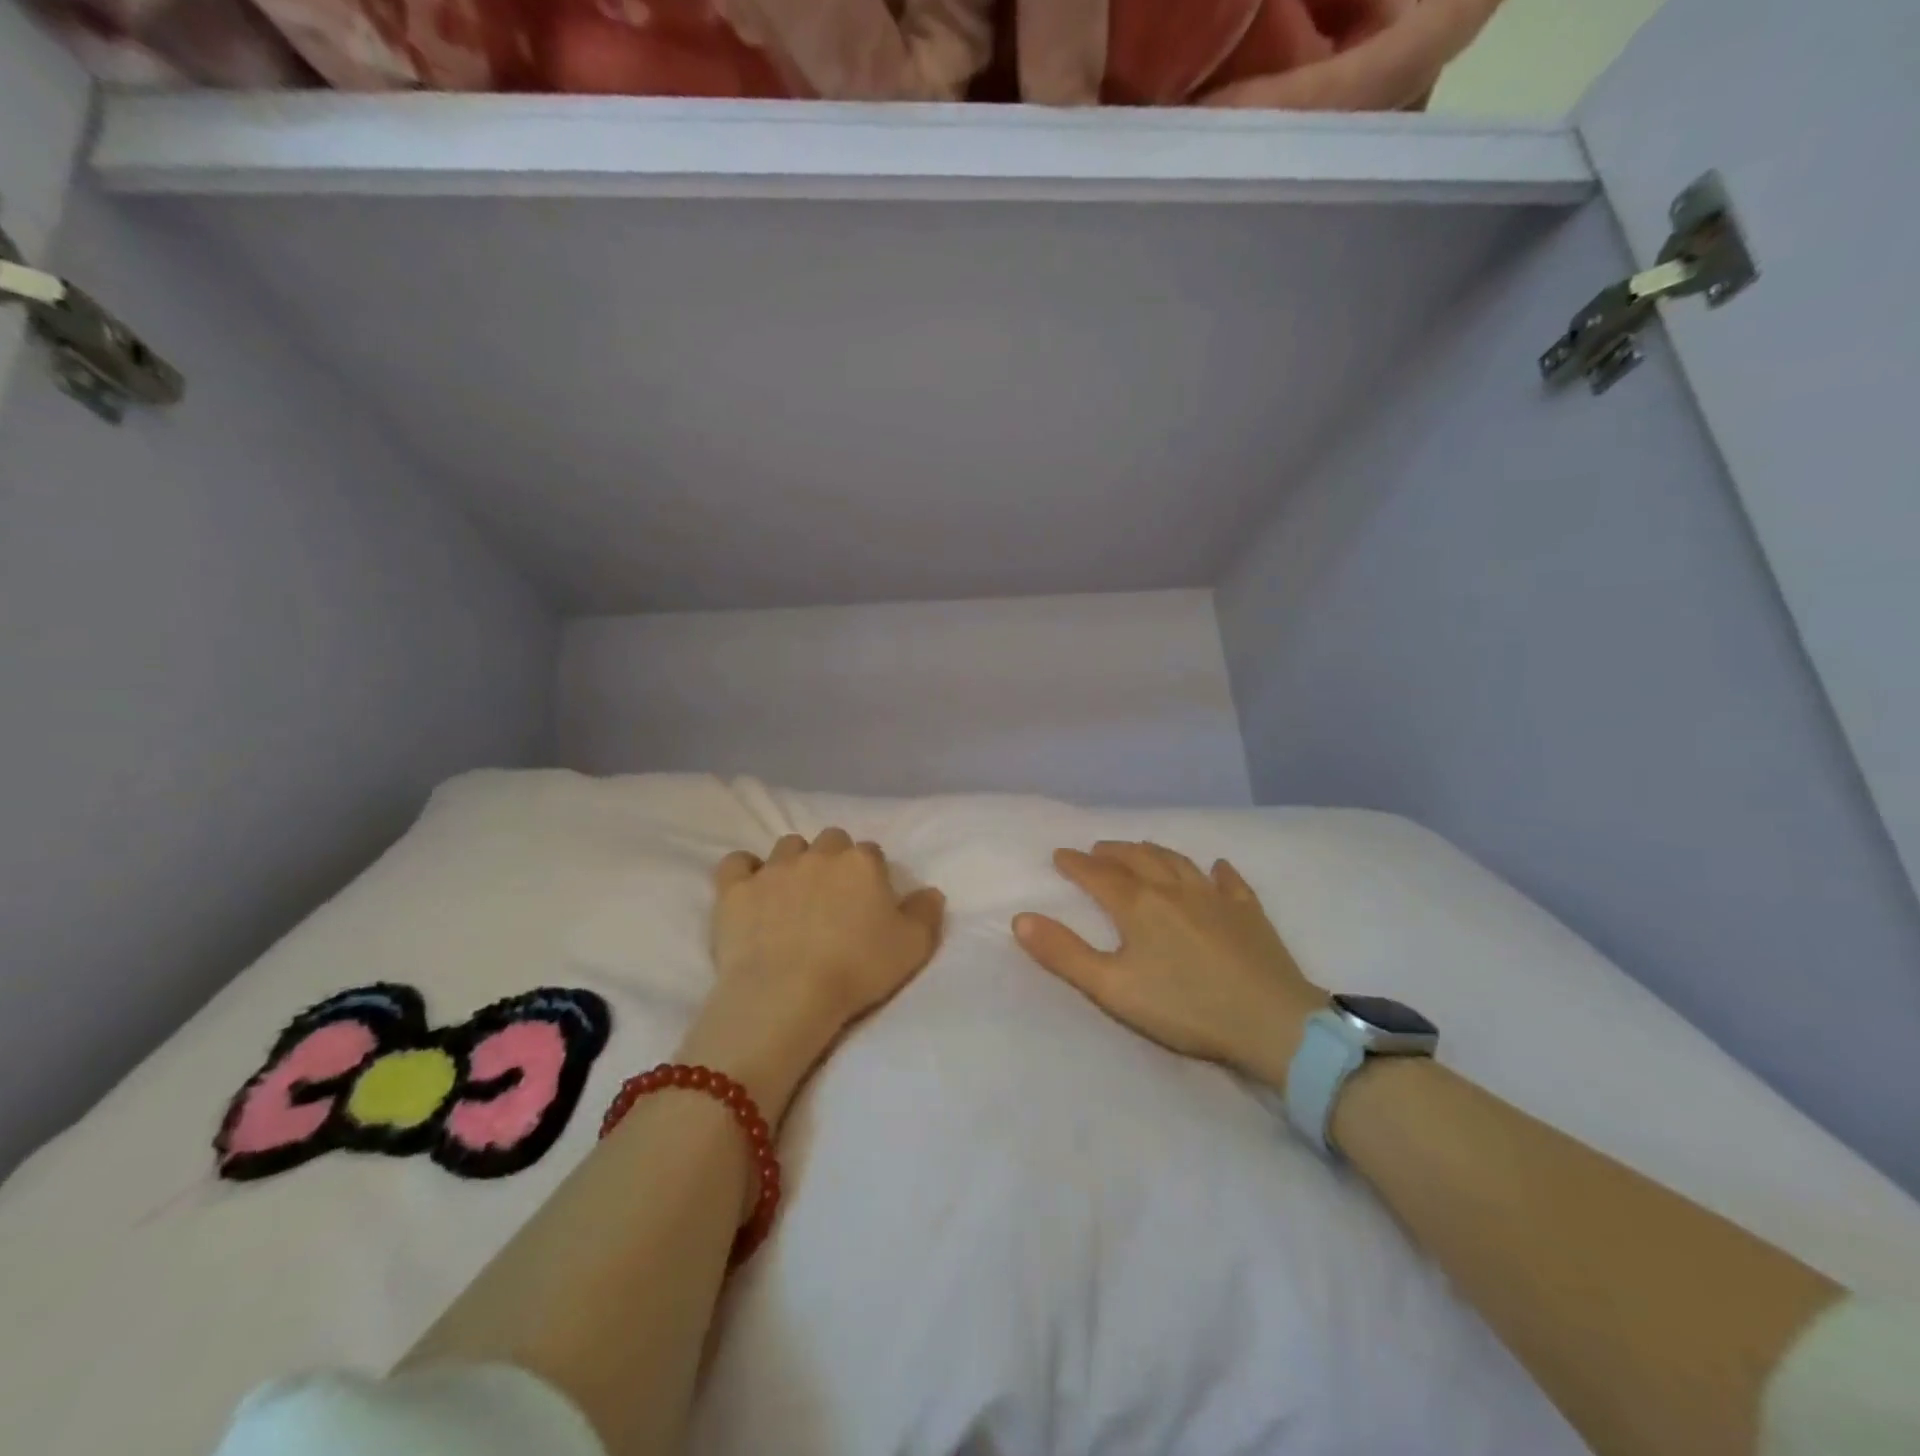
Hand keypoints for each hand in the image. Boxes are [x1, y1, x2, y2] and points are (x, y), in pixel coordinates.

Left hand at [680, 829, 944, 1121]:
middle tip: (833, 897)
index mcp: (861, 863)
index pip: (871, 853)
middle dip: (833, 860)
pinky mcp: (735, 889)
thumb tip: (930, 891)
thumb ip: (926, 912)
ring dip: (794, 862)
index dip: (870, 875)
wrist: (787, 994)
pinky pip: (737, 862)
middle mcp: (818, 855)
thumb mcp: (913, 947)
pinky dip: (745, 871)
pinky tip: (750, 889)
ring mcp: (774, 868)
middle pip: (830, 840)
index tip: (868, 901)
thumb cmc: (857, 970)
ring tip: (794, 894)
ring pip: (787, 846)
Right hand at [1013, 842, 1325, 1088]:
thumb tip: (1021, 918)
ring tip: (1140, 849)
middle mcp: (1174, 889)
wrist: (1271, 1021)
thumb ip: (1064, 953)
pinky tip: (1216, 866)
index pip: (1098, 875)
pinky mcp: (1249, 912)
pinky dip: (1217, 870)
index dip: (1076, 863)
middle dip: (1112, 852)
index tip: (1060, 855)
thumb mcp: (1112, 988)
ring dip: (1153, 852)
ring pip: (1178, 862)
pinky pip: (1230, 880)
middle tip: (1097, 849)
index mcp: (1138, 905)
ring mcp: (1215, 897)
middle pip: (1137, 859)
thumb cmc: (1184, 1007)